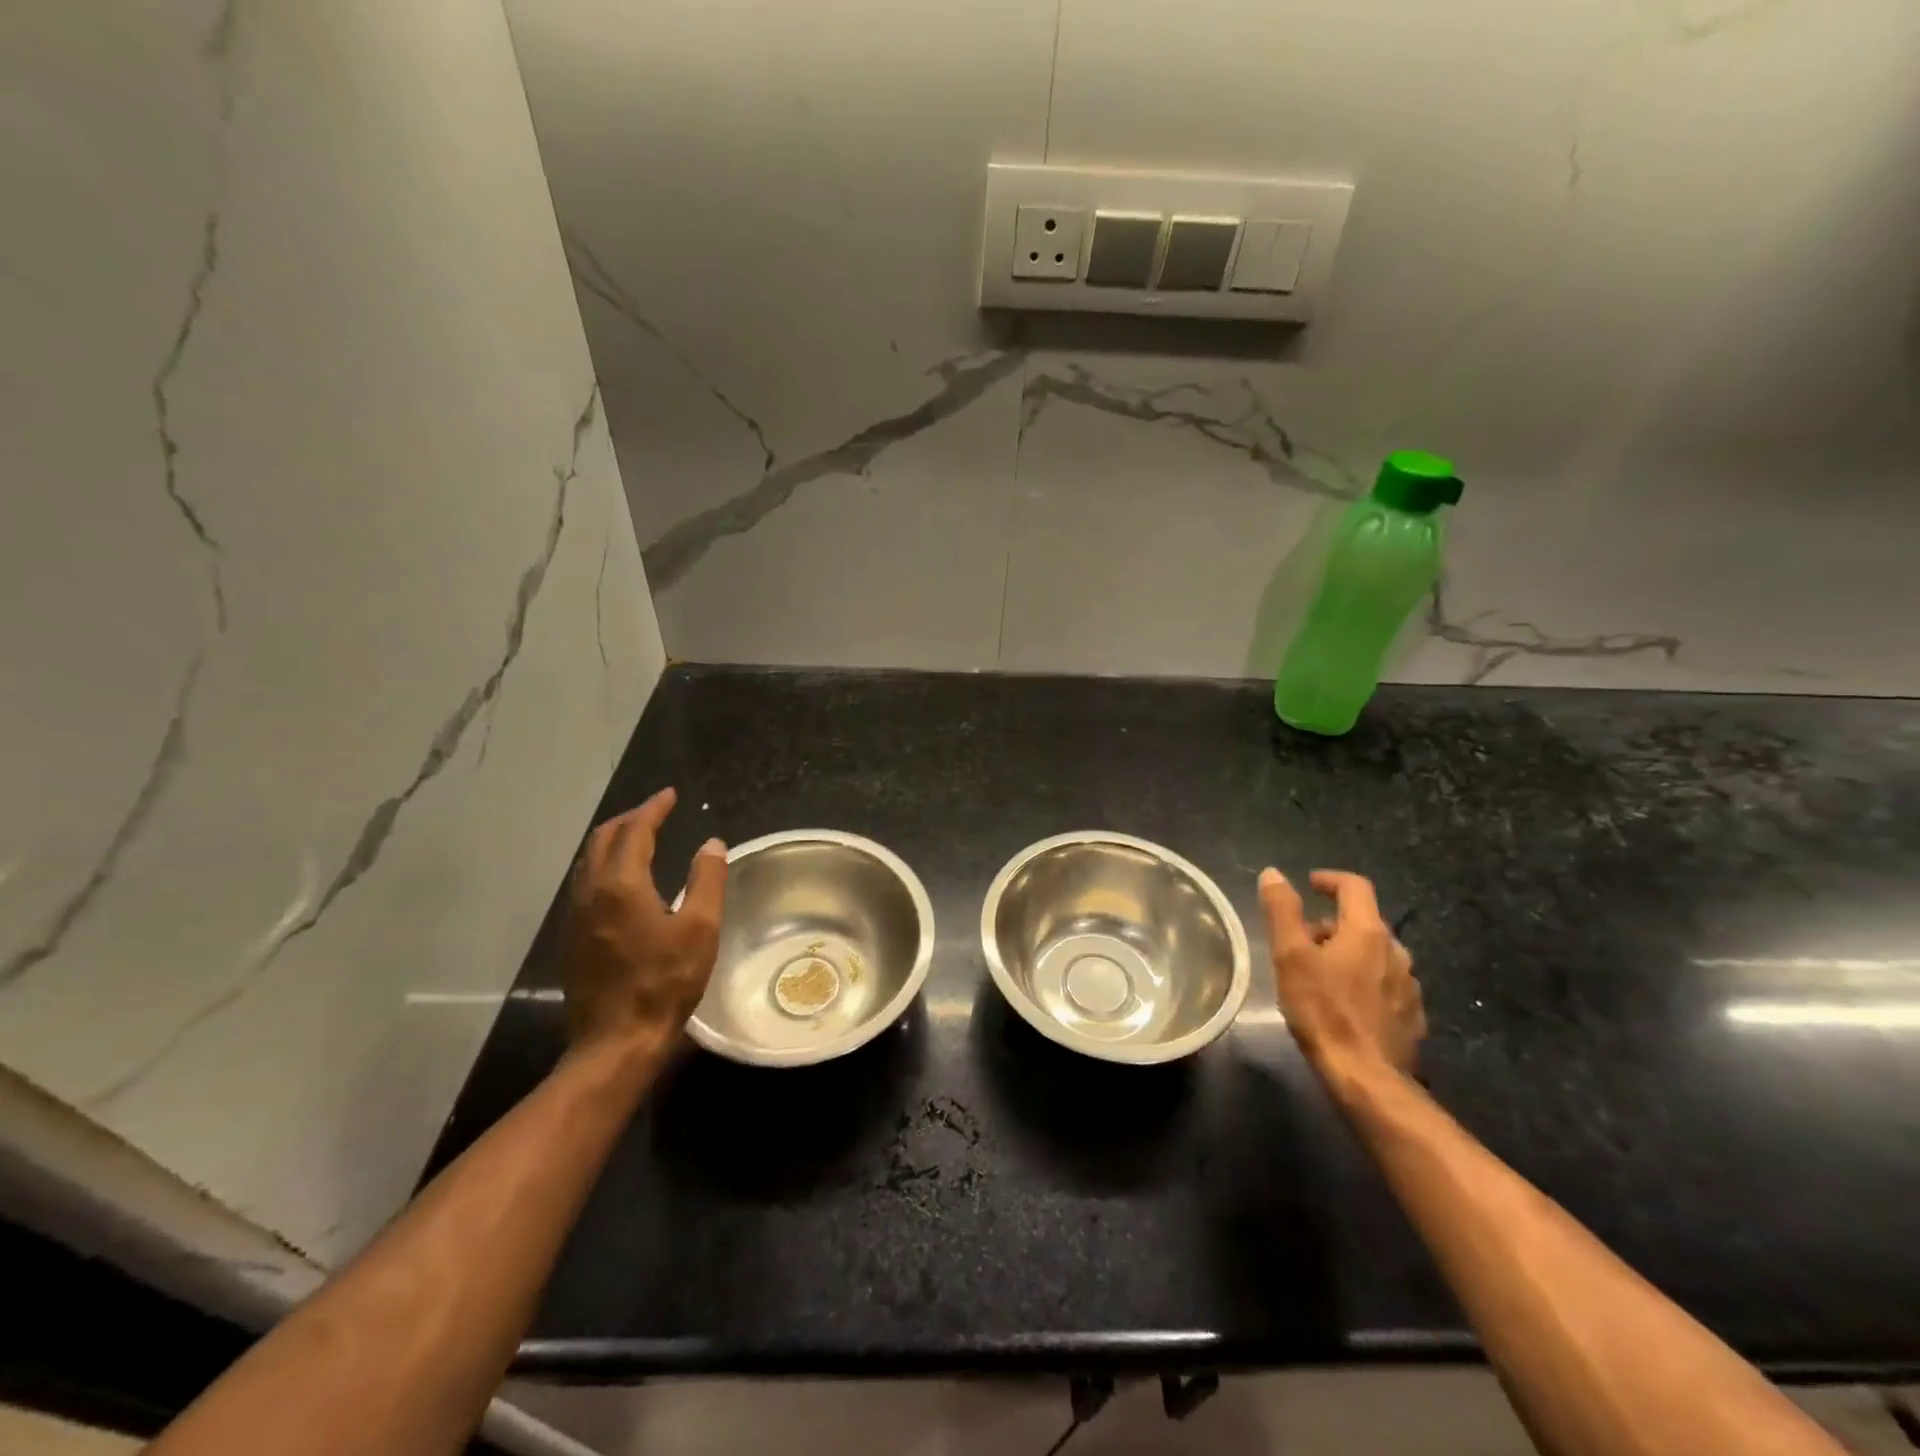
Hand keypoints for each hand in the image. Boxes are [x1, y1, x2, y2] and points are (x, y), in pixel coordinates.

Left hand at [560, 787, 726, 1063]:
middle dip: (630, 819)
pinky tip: (623, 881)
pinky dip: (605, 865)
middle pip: (603, 839)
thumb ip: (706, 880)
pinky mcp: (573, 938)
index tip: (671, 795)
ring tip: (640, 837)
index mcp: (620, 885)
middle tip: (657, 812)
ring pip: (589, 861)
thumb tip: (711, 843)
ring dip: (614, 841)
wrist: (616, 1042)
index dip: (653, 809)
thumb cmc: (664, 983)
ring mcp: (576, 916)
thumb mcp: (700, 929)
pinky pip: (586, 884)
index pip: (634, 831)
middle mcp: (590, 892)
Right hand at [1258, 867, 1424, 1084]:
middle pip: (1364, 922)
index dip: (1330, 880)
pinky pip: (1386, 984)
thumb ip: (1283, 911)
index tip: (1309, 884)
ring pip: (1375, 954)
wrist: (1367, 1078)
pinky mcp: (1412, 1016)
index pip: (1355, 887)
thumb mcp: (1291, 956)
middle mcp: (1396, 952)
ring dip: (1349, 953)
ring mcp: (1409, 986)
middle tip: (1302, 940)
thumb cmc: (1323, 1011)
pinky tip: (1345, 1003)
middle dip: (1332, 923)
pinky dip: (1365, 981)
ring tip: (1320, 974)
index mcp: (1368, 932)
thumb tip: (1273, 874)